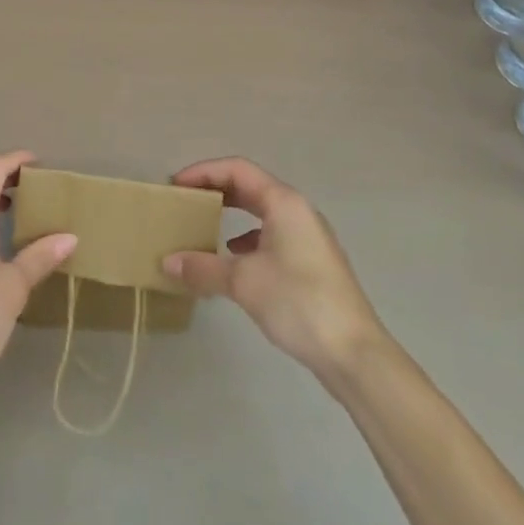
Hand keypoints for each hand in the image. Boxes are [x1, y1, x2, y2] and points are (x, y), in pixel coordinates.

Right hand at [163, 156, 384, 380]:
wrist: (356, 354)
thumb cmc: (299, 302)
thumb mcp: (244, 282)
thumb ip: (203, 268)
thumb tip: (167, 262)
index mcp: (284, 202)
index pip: (237, 169)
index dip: (203, 171)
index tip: (176, 185)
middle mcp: (298, 211)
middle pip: (250, 186)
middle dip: (216, 190)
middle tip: (186, 201)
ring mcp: (308, 237)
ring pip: (262, 211)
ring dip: (231, 213)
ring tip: (204, 226)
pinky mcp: (312, 262)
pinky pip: (272, 234)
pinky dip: (247, 238)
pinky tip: (234, 258)